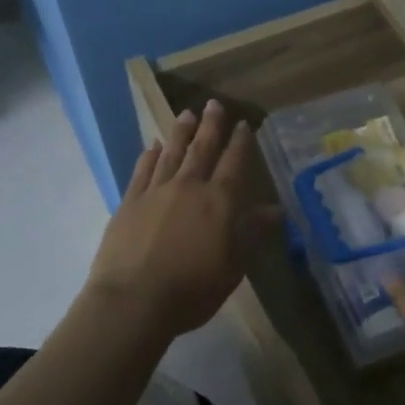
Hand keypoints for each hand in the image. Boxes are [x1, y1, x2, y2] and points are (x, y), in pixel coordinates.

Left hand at [87, 101, 278, 338]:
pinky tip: (152, 145)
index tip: (244, 124)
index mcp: (218, 202)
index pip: (233, 164)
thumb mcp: (233, 267)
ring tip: (186, 114)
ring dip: (180, 133)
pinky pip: (142, 170)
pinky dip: (149, 155)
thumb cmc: (192, 290)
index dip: (240, 143)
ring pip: (171, 153)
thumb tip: (275, 209)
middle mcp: (188, 187)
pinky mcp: (129, 202)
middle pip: (202, 149)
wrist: (133, 301)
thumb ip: (252, 234)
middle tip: (214, 104)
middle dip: (210, 126)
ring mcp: (155, 192)